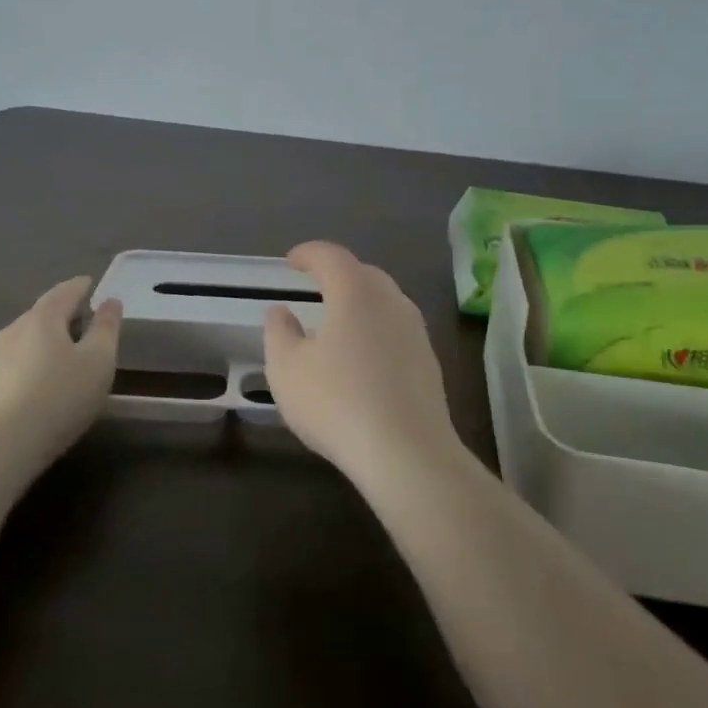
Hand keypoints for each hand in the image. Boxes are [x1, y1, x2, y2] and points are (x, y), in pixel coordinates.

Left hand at [0, 276, 121, 473]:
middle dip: (56, 319)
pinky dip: (11, 374)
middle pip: (37, 318)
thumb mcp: (98, 364)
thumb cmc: (56, 402)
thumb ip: (106, 329)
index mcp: (42, 320)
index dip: (79, 287)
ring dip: (32, 349)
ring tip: (48, 367)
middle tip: (75, 329)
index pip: (63, 292)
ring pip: (13, 345)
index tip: (89, 285)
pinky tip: (17, 397)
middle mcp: (7, 332)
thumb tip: (110, 301)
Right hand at [262, 242, 462, 489]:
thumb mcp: (287, 369)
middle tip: (315, 286)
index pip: (331, 256)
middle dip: (338, 274)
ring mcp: (415, 331)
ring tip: (338, 321)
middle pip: (363, 274)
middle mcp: (391, 301)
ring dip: (360, 302)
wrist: (408, 453)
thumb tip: (280, 311)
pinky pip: (396, 329)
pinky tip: (363, 356)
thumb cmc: (338, 403)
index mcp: (355, 292)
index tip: (291, 262)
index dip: (309, 254)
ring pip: (384, 301)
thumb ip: (279, 332)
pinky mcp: (428, 361)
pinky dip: (376, 329)